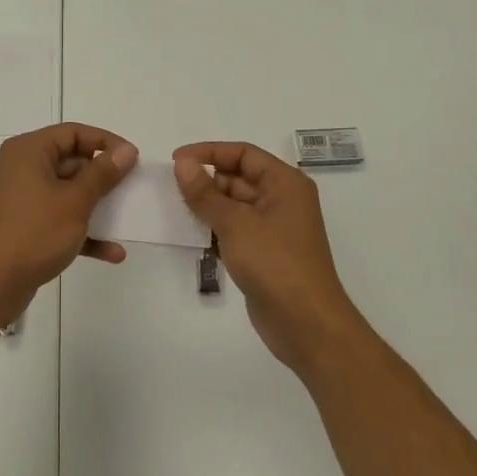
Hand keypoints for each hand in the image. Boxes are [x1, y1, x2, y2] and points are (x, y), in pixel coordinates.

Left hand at [0, 124, 137, 306]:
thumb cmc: (34, 233)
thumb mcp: (75, 201)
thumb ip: (103, 173)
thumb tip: (126, 150)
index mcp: (29, 151)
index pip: (73, 132)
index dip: (105, 142)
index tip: (133, 159)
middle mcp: (22, 169)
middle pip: (71, 162)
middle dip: (103, 178)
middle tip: (132, 190)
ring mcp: (22, 199)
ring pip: (68, 193)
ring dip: (97, 208)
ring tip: (127, 220)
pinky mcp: (25, 226)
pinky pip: (59, 219)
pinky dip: (82, 231)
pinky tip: (111, 252)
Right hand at [174, 143, 368, 376]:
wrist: (305, 323)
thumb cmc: (274, 262)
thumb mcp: (235, 223)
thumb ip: (204, 192)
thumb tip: (182, 163)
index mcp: (284, 183)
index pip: (243, 153)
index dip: (208, 152)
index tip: (176, 161)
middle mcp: (282, 199)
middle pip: (238, 177)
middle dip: (206, 180)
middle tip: (171, 189)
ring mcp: (274, 227)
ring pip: (234, 204)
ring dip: (207, 206)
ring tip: (175, 210)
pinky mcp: (264, 252)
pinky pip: (235, 229)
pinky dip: (215, 228)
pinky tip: (191, 235)